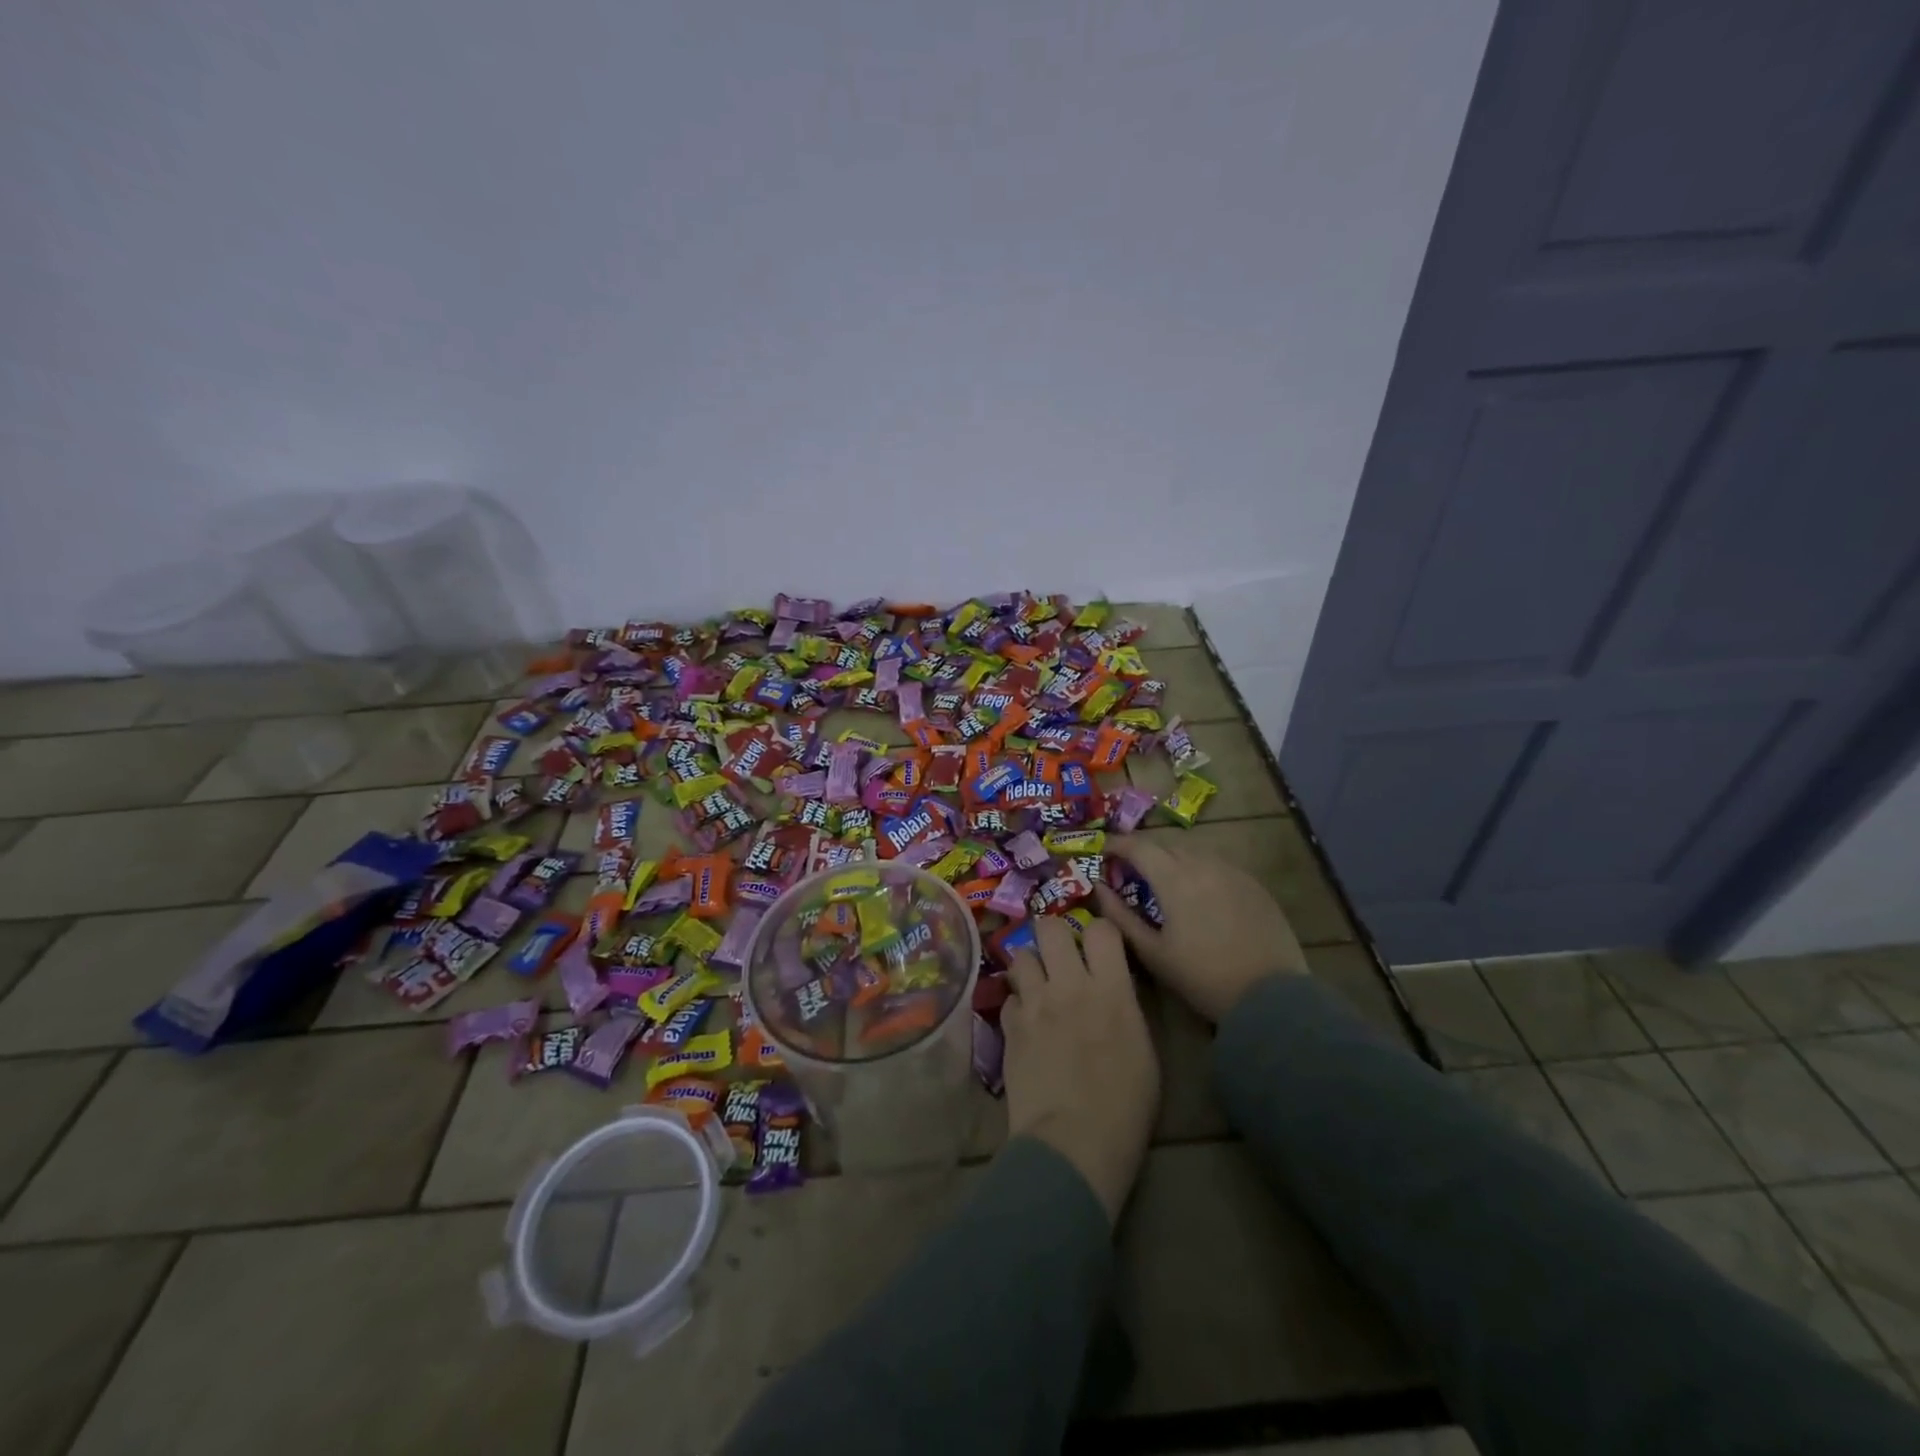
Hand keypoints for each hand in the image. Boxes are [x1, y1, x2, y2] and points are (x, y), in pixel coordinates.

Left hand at [1002, 916, 1158, 1223]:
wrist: (1073, 1142)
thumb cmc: (1125, 1107)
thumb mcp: (1144, 1050)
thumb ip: (1125, 1007)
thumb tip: (1112, 990)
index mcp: (1111, 989)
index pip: (1101, 929)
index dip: (1101, 933)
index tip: (1101, 947)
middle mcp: (1069, 985)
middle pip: (1049, 926)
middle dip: (1054, 934)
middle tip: (1060, 955)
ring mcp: (1034, 1004)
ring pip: (1020, 954)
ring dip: (1030, 966)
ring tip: (1038, 985)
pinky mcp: (1009, 1026)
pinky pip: (1008, 997)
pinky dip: (1017, 1005)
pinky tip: (1025, 1023)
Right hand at [1093, 834, 1307, 1022]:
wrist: (1270, 997)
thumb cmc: (1202, 977)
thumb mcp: (1152, 952)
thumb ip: (1120, 916)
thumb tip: (1099, 887)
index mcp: (1174, 879)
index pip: (1138, 846)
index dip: (1116, 845)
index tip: (1103, 853)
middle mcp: (1203, 864)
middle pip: (1165, 845)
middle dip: (1144, 853)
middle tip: (1130, 873)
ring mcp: (1233, 872)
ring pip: (1193, 853)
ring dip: (1173, 861)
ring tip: (1164, 884)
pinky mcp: (1254, 885)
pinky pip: (1218, 866)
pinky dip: (1199, 871)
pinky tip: (1199, 896)